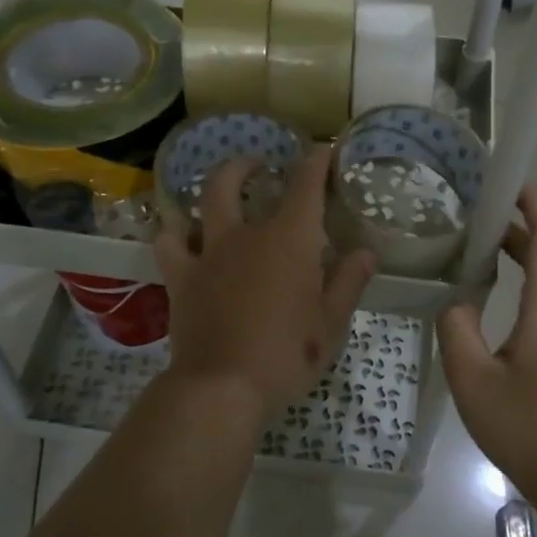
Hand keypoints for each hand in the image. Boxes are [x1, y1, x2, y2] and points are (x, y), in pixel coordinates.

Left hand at [154, 146, 374, 414]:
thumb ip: (349, 281)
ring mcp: (208, 252)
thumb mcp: (331, 323)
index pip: (305, 184)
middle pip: (237, 179)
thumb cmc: (287, 355)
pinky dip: (175, 231)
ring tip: (221, 191)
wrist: (223, 387)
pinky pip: (169, 242)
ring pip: (202, 202)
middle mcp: (246, 234)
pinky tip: (182, 233)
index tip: (323, 150)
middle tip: (260, 165)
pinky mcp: (181, 277)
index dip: (315, 161)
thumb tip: (367, 251)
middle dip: (248, 164)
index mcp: (289, 239)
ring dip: (212, 188)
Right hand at [438, 187, 536, 512]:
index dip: (532, 202)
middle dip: (517, 228)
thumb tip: (458, 301)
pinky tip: (505, 303)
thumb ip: (456, 327)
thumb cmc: (529, 428)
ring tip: (482, 254)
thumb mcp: (472, 379)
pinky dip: (535, 284)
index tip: (504, 182)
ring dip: (526, 257)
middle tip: (474, 220)